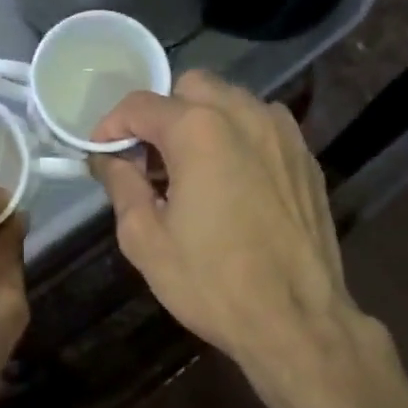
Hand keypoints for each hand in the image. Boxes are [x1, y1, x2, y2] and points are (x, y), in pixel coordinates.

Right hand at [89, 70, 369, 383]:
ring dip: (202, 123)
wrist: (296, 319)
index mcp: (200, 130)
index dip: (111, 126)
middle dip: (161, 116)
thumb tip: (108, 158)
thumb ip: (121, 186)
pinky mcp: (306, 158)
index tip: (101, 155)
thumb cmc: (212, 284)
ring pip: (231, 103)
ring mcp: (284, 134)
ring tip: (190, 174)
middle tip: (149, 163)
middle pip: (190, 88)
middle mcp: (246, 115)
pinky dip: (237, 140)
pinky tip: (231, 185)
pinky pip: (262, 128)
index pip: (140, 104)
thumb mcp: (146, 241)